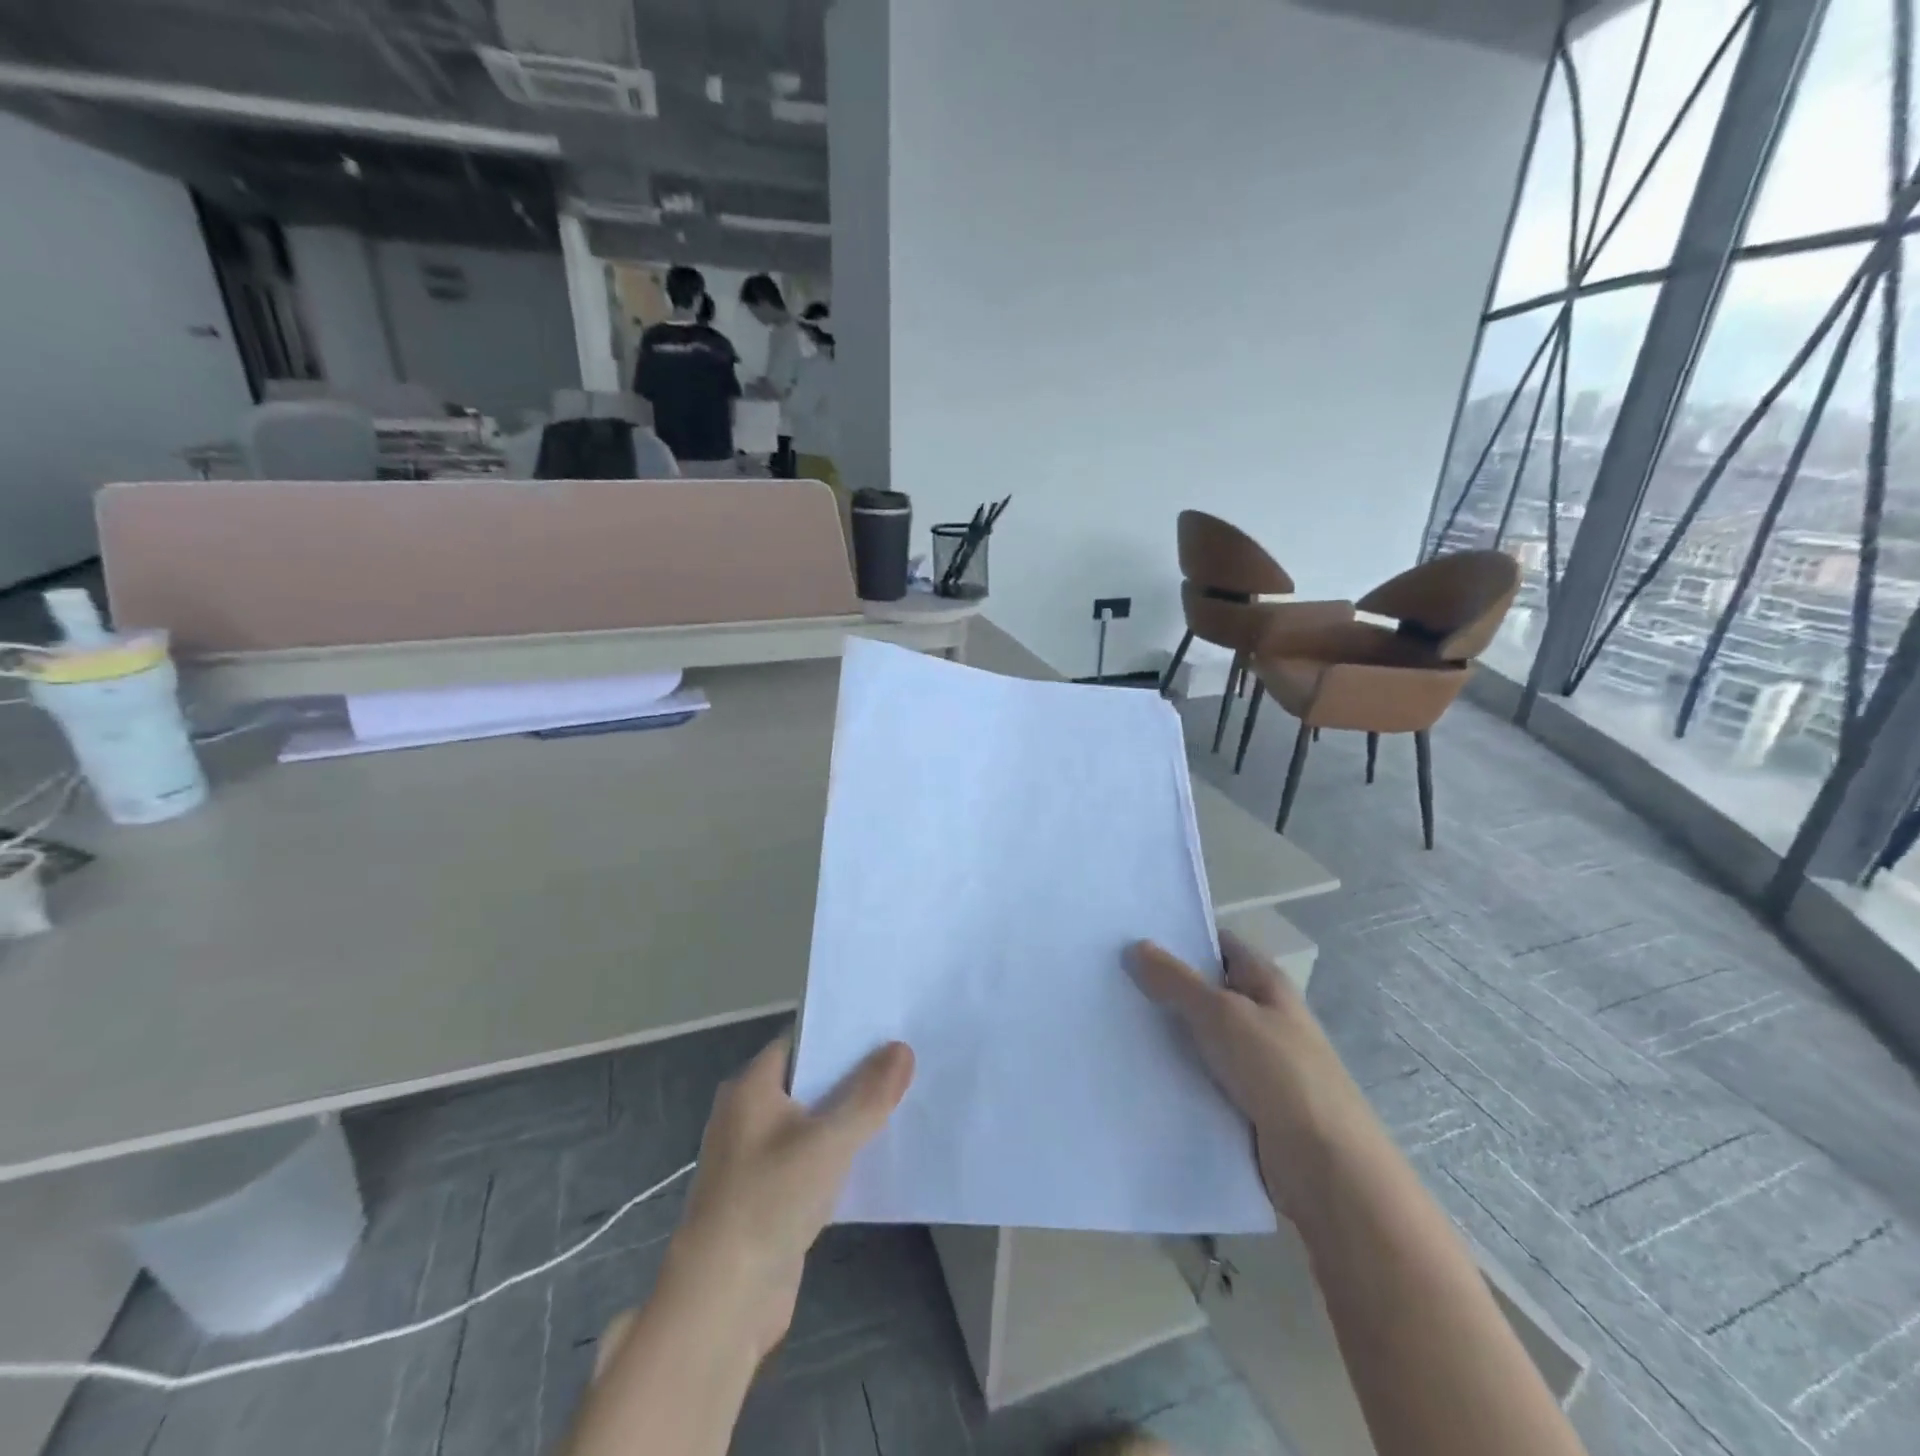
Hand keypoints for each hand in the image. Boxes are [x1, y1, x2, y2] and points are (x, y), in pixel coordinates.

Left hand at [665, 1032, 913, 1354]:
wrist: (722, 1303)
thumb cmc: (768, 1201)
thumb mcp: (828, 1141)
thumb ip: (869, 1094)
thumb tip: (902, 1048)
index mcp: (751, 1087)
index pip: (801, 1041)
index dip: (842, 1033)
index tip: (886, 1028)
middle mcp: (749, 1114)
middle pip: (809, 1080)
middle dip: (853, 1075)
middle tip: (905, 1061)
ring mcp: (757, 1158)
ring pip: (813, 1122)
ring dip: (849, 1117)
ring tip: (901, 1100)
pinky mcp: (769, 1196)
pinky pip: (812, 1159)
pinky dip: (840, 1154)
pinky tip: (877, 1155)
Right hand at [1127, 932, 1369, 1222]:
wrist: (1325, 1167)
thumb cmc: (1278, 1072)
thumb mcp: (1222, 1014)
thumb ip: (1177, 980)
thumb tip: (1136, 946)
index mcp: (1266, 983)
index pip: (1220, 945)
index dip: (1181, 937)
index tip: (1132, 936)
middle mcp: (1262, 1015)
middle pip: (1206, 989)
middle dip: (1164, 985)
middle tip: (1110, 978)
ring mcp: (1255, 1061)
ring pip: (1200, 1035)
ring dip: (1166, 1032)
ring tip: (1113, 1021)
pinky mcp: (1245, 1102)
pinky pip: (1202, 1075)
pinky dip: (1176, 1071)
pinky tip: (1138, 1069)